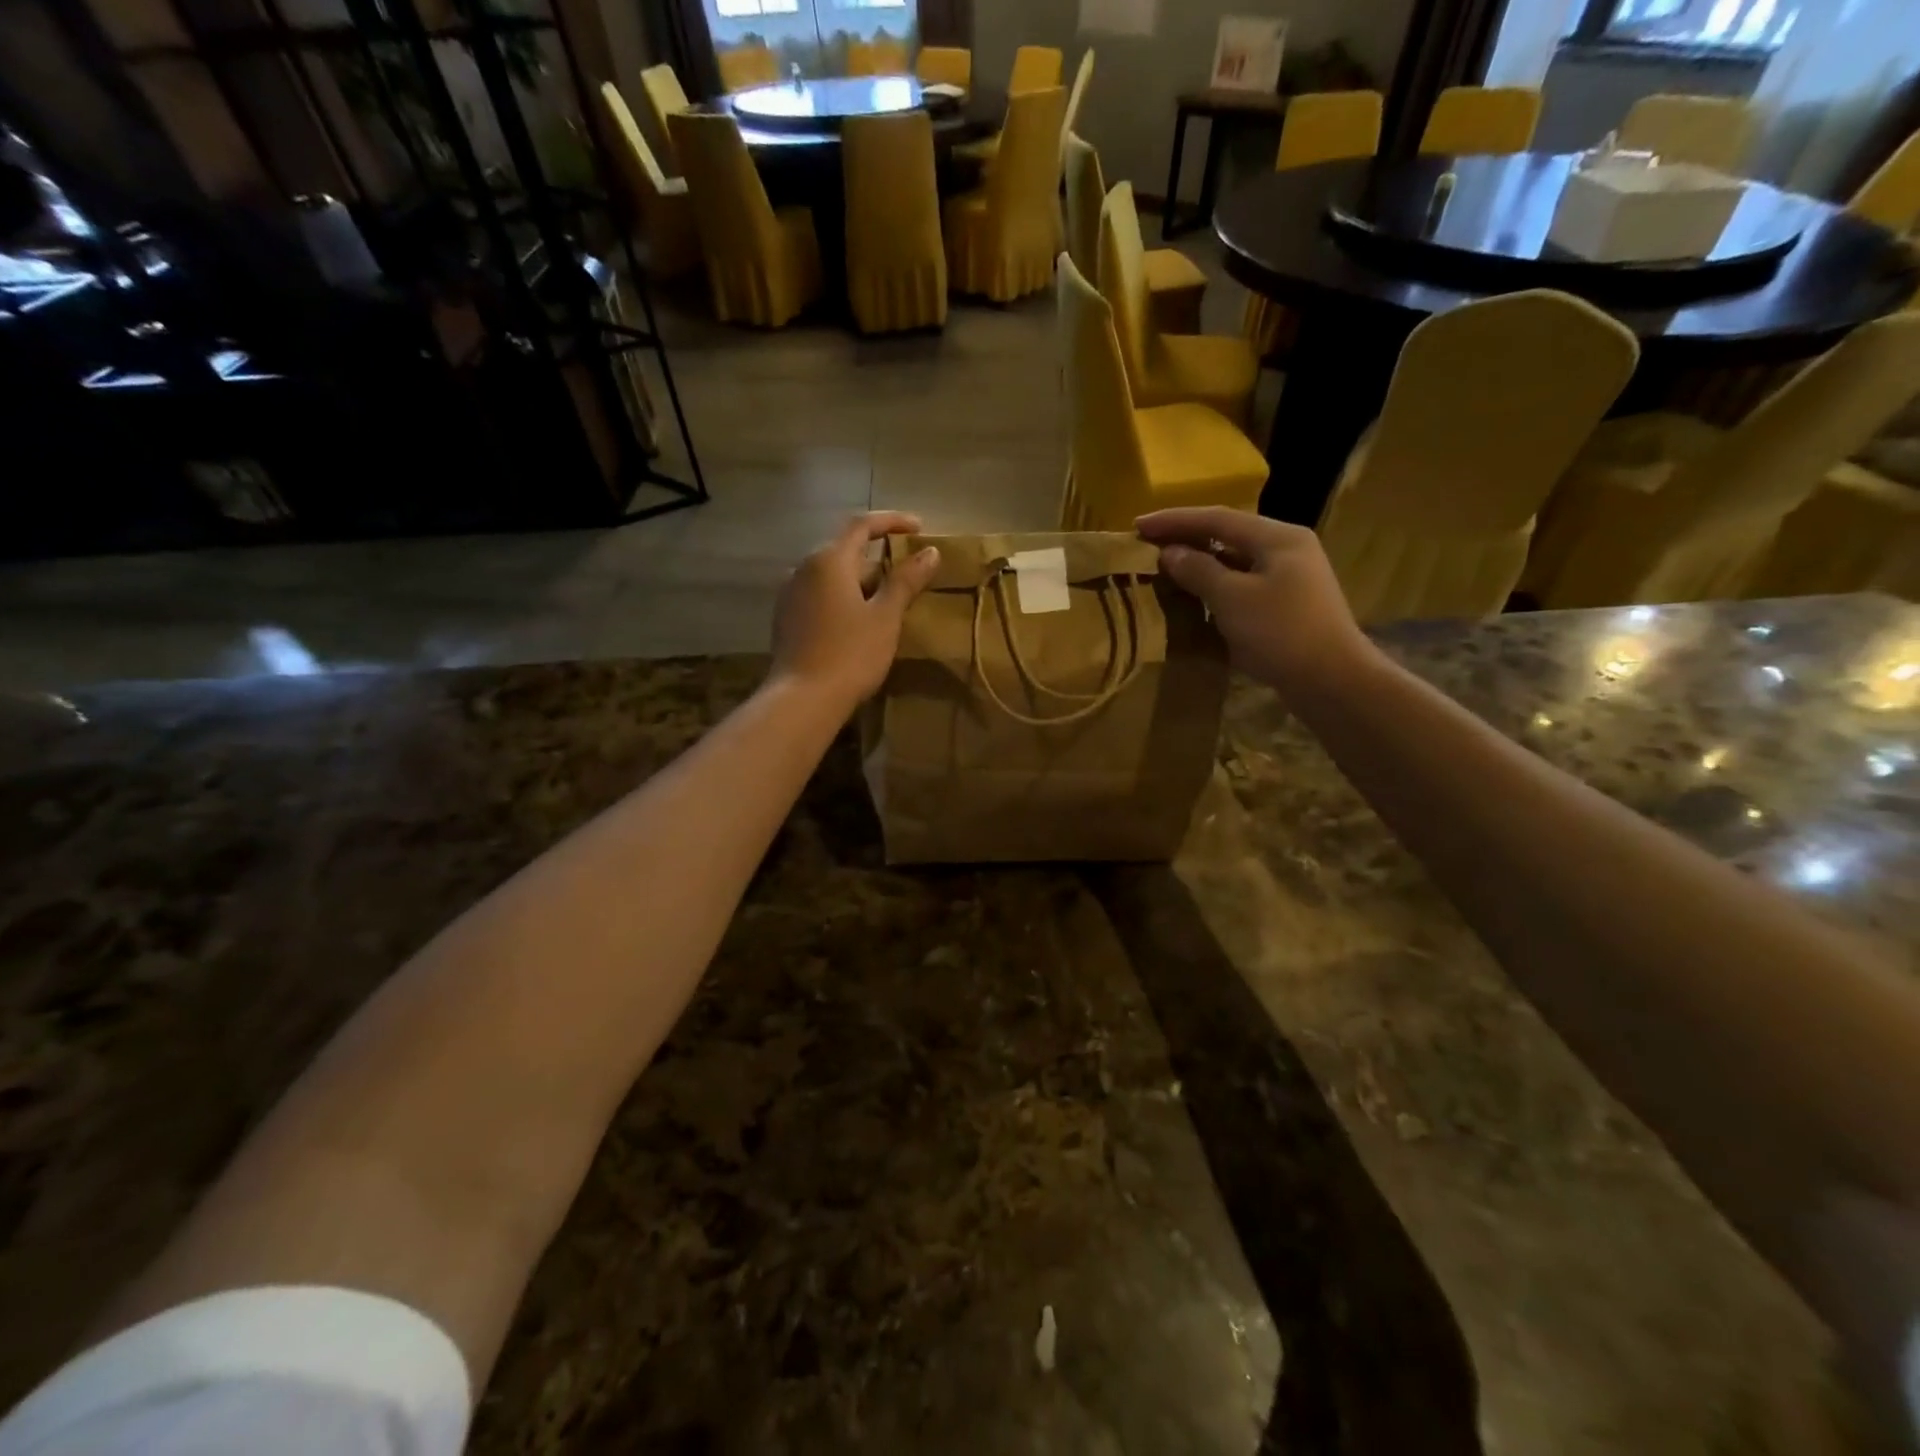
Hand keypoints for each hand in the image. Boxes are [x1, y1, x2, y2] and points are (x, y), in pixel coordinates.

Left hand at [771, 512, 940, 708]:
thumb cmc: (850, 654)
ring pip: (831, 576)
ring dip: (860, 580)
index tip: (919, 528)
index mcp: (829, 560)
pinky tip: (858, 621)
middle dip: (877, 556)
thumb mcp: (885, 617)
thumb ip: (906, 580)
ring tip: (887, 600)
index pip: (862, 525)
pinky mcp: (786, 619)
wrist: (802, 700)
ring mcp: (790, 594)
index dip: (892, 521)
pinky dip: (843, 597)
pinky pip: (820, 595)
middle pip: (845, 550)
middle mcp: (803, 569)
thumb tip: (929, 552)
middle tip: (908, 572)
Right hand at [1136, 507, 1375, 696]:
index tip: (1138, 524)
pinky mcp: (1287, 605)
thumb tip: (1169, 552)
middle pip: (1228, 534)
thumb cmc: (1281, 633)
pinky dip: (1215, 585)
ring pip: (1235, 560)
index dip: (1174, 520)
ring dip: (1199, 562)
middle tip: (1147, 543)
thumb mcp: (1232, 599)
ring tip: (1164, 567)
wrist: (1332, 681)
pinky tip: (1194, 596)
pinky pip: (1242, 583)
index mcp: (1277, 537)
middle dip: (1186, 538)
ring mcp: (1290, 577)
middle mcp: (1287, 549)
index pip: (1217, 518)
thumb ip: (1199, 570)